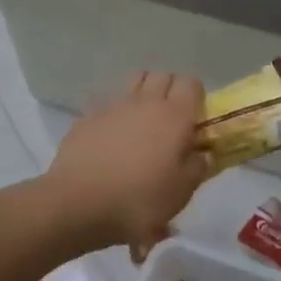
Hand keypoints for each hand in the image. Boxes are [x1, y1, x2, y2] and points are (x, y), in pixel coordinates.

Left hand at [45, 73, 211, 256]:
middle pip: (162, 75)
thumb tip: (202, 153)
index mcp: (174, 116)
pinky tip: (111, 136)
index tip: (194, 120)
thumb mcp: (180, 194)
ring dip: (142, 93)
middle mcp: (145, 101)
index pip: (191, 84)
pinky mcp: (87, 116)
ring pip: (134, 80)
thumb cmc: (139, 201)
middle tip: (169, 120)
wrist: (78, 205)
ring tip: (140, 121)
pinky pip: (107, 102)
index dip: (195, 97)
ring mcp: (113, 106)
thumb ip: (197, 168)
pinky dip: (114, 112)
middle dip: (169, 90)